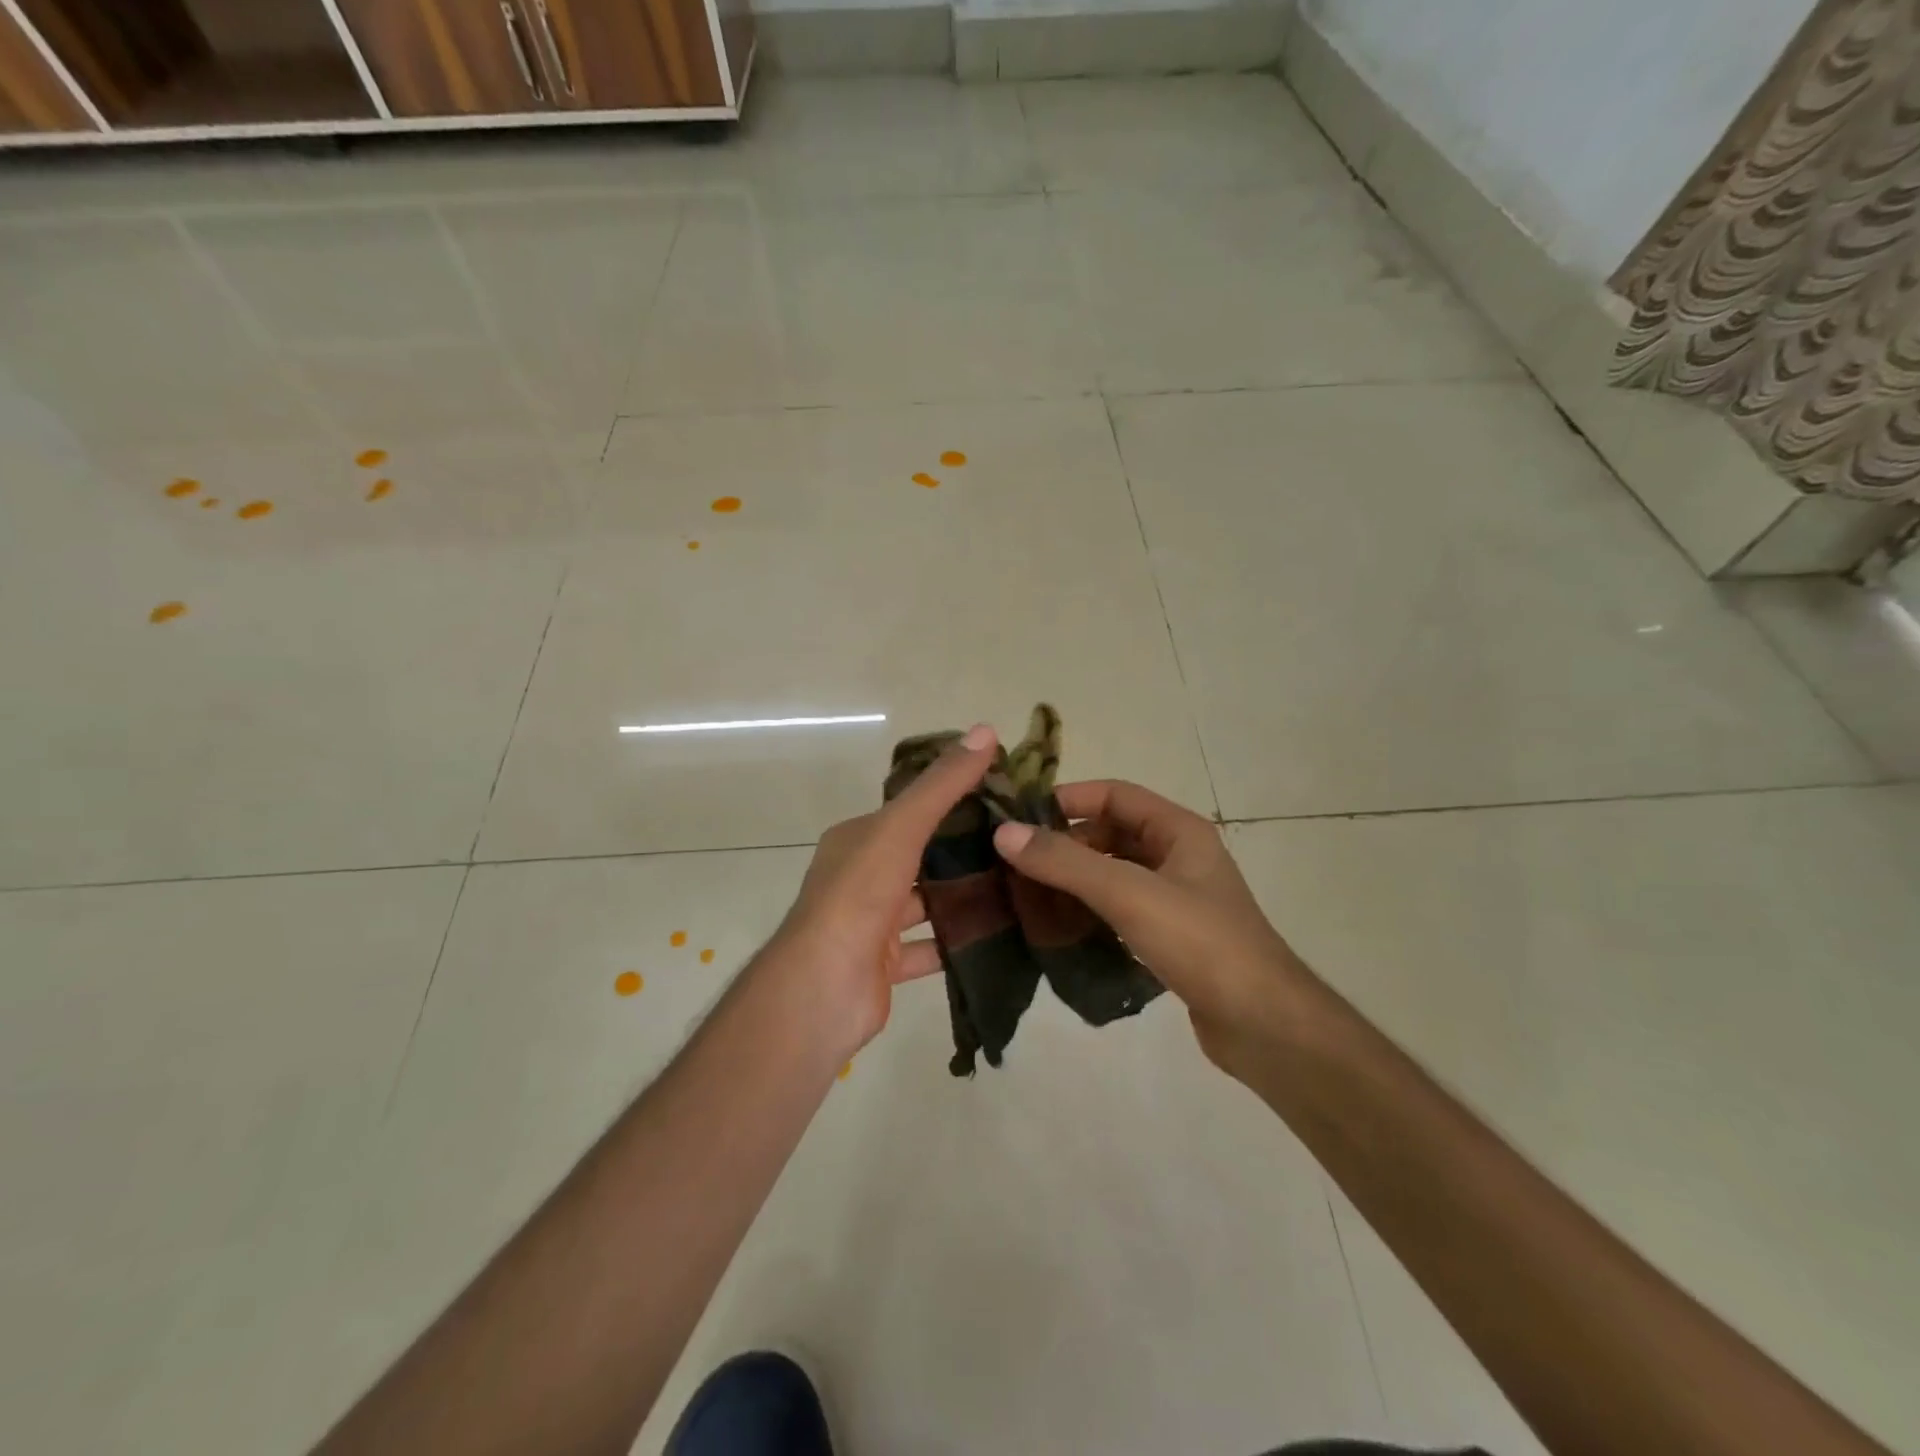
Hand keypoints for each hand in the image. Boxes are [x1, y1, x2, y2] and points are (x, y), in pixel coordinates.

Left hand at [768, 724, 997, 1060]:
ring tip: (1017, 883)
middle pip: (918, 856)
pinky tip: (997, 933)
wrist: (823, 987)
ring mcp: (871, 923)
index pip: (909, 810)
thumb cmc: (858, 895)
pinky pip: (929, 947)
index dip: (951, 799)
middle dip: (962, 850)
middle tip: (1018, 841)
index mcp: (857, 839)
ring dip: (961, 896)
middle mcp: (860, 877)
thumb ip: (942, 785)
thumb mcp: (901, 827)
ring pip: (925, 903)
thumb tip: (985, 730)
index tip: (1001, 795)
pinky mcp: (886, 964)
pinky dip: (956, 941)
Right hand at [991, 780, 1315, 1077]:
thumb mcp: (1128, 893)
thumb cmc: (1200, 942)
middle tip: (1012, 862)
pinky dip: (1089, 912)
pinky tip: (1057, 929)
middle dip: (1064, 844)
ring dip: (1073, 880)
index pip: (1114, 794)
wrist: (1263, 1024)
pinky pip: (1119, 910)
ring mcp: (1176, 899)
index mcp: (1178, 830)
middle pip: (1110, 834)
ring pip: (1113, 874)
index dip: (1067, 799)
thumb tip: (1004, 832)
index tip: (1019, 817)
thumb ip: (1066, 862)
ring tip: (1024, 894)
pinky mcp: (1170, 937)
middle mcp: (1178, 856)